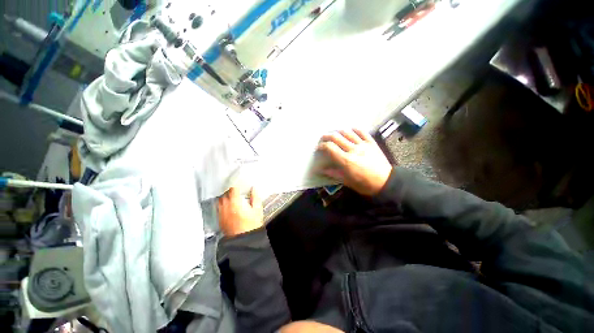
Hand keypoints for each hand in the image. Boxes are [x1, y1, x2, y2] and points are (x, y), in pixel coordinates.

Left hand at [217, 187, 263, 236]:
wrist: (244, 240)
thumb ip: (255, 197)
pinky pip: (219, 209)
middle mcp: (226, 207)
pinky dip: (222, 205)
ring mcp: (222, 214)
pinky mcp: (220, 220)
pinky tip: (227, 207)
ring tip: (230, 197)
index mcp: (236, 203)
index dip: (235, 185)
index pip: (232, 189)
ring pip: (220, 201)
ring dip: (224, 197)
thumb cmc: (252, 225)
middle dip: (229, 191)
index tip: (238, 184)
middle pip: (224, 194)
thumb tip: (254, 188)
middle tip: (235, 190)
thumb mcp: (257, 209)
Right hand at [317, 129, 391, 195]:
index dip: (321, 146)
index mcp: (346, 160)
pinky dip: (354, 129)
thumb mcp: (347, 181)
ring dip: (338, 131)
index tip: (318, 148)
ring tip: (334, 134)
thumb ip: (333, 173)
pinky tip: (350, 130)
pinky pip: (362, 132)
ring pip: (347, 132)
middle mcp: (353, 149)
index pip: (330, 148)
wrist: (385, 182)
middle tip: (322, 139)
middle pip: (336, 137)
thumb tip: (321, 169)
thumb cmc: (364, 184)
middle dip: (326, 136)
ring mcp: (363, 144)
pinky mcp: (371, 143)